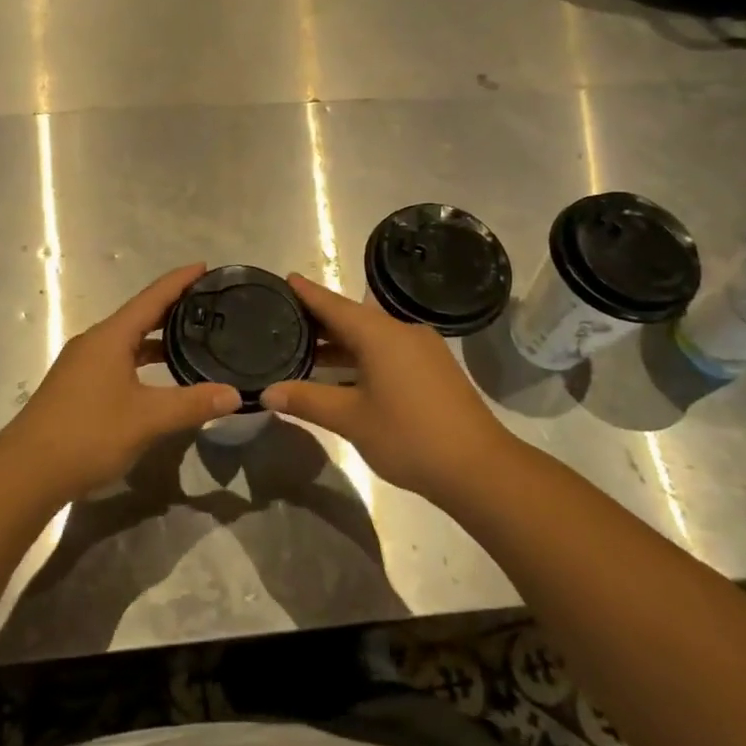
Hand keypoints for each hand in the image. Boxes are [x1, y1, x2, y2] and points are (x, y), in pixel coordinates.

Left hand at [0, 263, 241, 502]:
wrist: (26, 471)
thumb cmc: (88, 434)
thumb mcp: (147, 419)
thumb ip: (192, 404)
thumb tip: (235, 395)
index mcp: (110, 337)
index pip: (152, 297)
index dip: (179, 280)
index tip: (205, 267)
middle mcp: (94, 342)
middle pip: (139, 315)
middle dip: (172, 307)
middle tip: (208, 304)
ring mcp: (82, 364)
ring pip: (127, 340)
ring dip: (157, 337)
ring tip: (191, 338)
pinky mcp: (76, 385)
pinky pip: (117, 358)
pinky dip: (141, 358)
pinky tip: (157, 377)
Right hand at [261, 274, 508, 500]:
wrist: (478, 467)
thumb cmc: (409, 436)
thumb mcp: (351, 419)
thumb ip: (308, 400)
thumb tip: (267, 392)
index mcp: (380, 334)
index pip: (334, 304)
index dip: (308, 293)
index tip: (286, 278)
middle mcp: (402, 331)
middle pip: (353, 318)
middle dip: (320, 320)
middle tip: (285, 319)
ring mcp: (422, 349)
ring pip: (372, 337)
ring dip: (341, 343)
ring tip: (306, 350)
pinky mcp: (433, 369)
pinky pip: (388, 351)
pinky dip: (362, 356)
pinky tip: (344, 374)